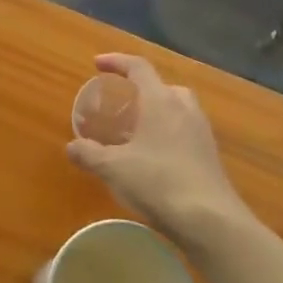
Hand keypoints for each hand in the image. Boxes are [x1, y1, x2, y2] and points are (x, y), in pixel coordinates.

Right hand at [65, 54, 255, 245]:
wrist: (210, 220)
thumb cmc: (158, 182)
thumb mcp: (113, 168)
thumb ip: (89, 154)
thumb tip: (72, 147)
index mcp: (160, 101)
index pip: (139, 68)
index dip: (117, 61)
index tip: (98, 64)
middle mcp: (185, 109)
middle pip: (163, 86)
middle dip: (142, 89)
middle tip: (123, 103)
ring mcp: (202, 132)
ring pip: (178, 109)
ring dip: (158, 112)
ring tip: (137, 131)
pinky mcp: (211, 156)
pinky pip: (186, 132)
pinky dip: (169, 134)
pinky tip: (155, 158)